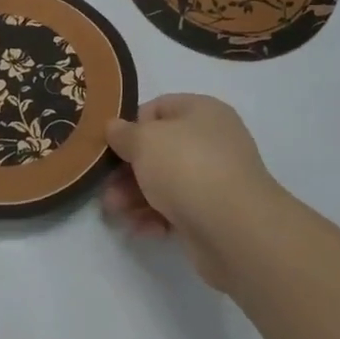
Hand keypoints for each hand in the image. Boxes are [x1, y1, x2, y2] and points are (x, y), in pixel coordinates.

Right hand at [103, 94, 292, 290]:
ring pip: (165, 182)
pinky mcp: (214, 214)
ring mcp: (215, 179)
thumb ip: (124, 133)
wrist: (235, 230)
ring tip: (114, 212)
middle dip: (127, 169)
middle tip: (104, 186)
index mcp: (202, 112)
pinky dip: (156, 217)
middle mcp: (212, 141)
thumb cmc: (187, 168)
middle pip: (159, 149)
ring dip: (135, 196)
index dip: (131, 124)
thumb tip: (114, 127)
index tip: (111, 146)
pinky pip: (177, 210)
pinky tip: (142, 229)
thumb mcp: (145, 140)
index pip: (159, 108)